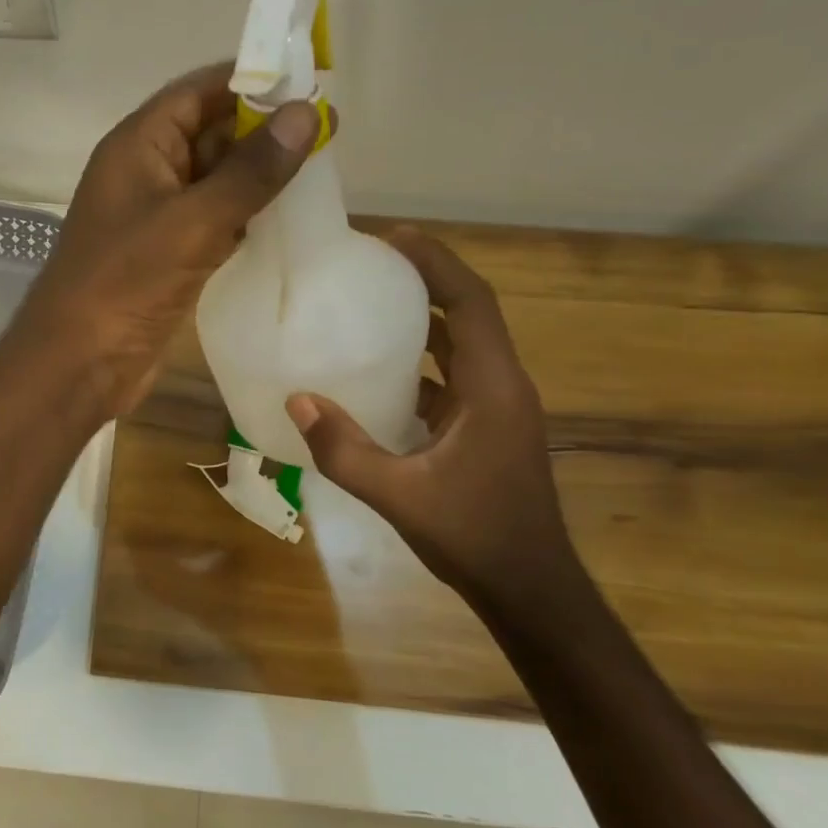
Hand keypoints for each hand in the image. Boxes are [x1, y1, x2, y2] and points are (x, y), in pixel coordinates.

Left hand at [17, 61, 320, 420]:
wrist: (79, 363)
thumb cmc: (125, 281)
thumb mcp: (192, 221)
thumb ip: (249, 171)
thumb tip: (305, 113)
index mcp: (137, 145)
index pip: (197, 92)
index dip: (249, 81)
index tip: (307, 81)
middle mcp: (146, 172)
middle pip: (209, 133)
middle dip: (262, 130)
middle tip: (329, 130)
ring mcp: (157, 216)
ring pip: (215, 180)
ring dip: (259, 175)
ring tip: (321, 169)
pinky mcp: (169, 255)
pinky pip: (214, 220)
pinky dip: (247, 215)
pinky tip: (288, 218)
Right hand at [284, 230, 585, 613]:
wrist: (530, 589)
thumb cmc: (474, 536)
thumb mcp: (399, 495)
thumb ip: (344, 449)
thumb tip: (297, 400)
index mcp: (493, 387)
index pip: (470, 302)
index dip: (435, 263)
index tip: (390, 238)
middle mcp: (501, 385)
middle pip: (467, 312)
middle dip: (424, 280)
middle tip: (370, 263)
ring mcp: (497, 408)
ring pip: (460, 344)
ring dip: (422, 320)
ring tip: (369, 304)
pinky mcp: (486, 428)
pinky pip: (452, 376)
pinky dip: (419, 361)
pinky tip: (376, 371)